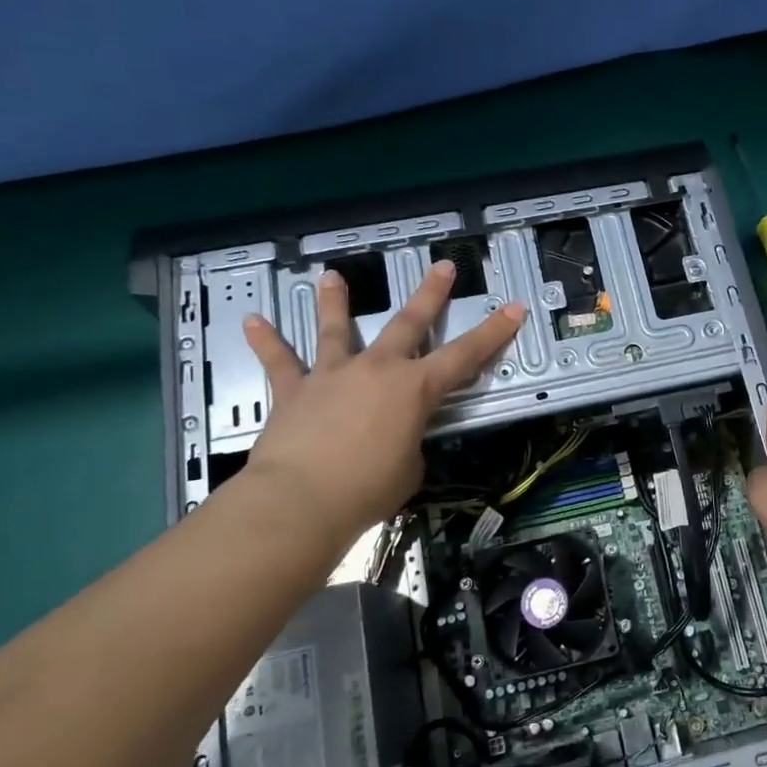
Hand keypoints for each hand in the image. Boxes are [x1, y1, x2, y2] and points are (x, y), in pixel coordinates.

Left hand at [238, 261, 526, 541]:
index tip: (513, 308)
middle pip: (408, 323)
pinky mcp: (295, 391)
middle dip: (430, 294)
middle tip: (443, 266)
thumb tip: (393, 438)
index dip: (493, 332)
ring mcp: (333, 375)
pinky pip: (279, 361)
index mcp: (415, 389)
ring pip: (336, 330)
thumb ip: (408, 442)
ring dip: (336, 302)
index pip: (465, 356)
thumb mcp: (409, 468)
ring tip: (332, 276)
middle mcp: (377, 370)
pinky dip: (266, 341)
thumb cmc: (368, 489)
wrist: (301, 500)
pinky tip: (252, 321)